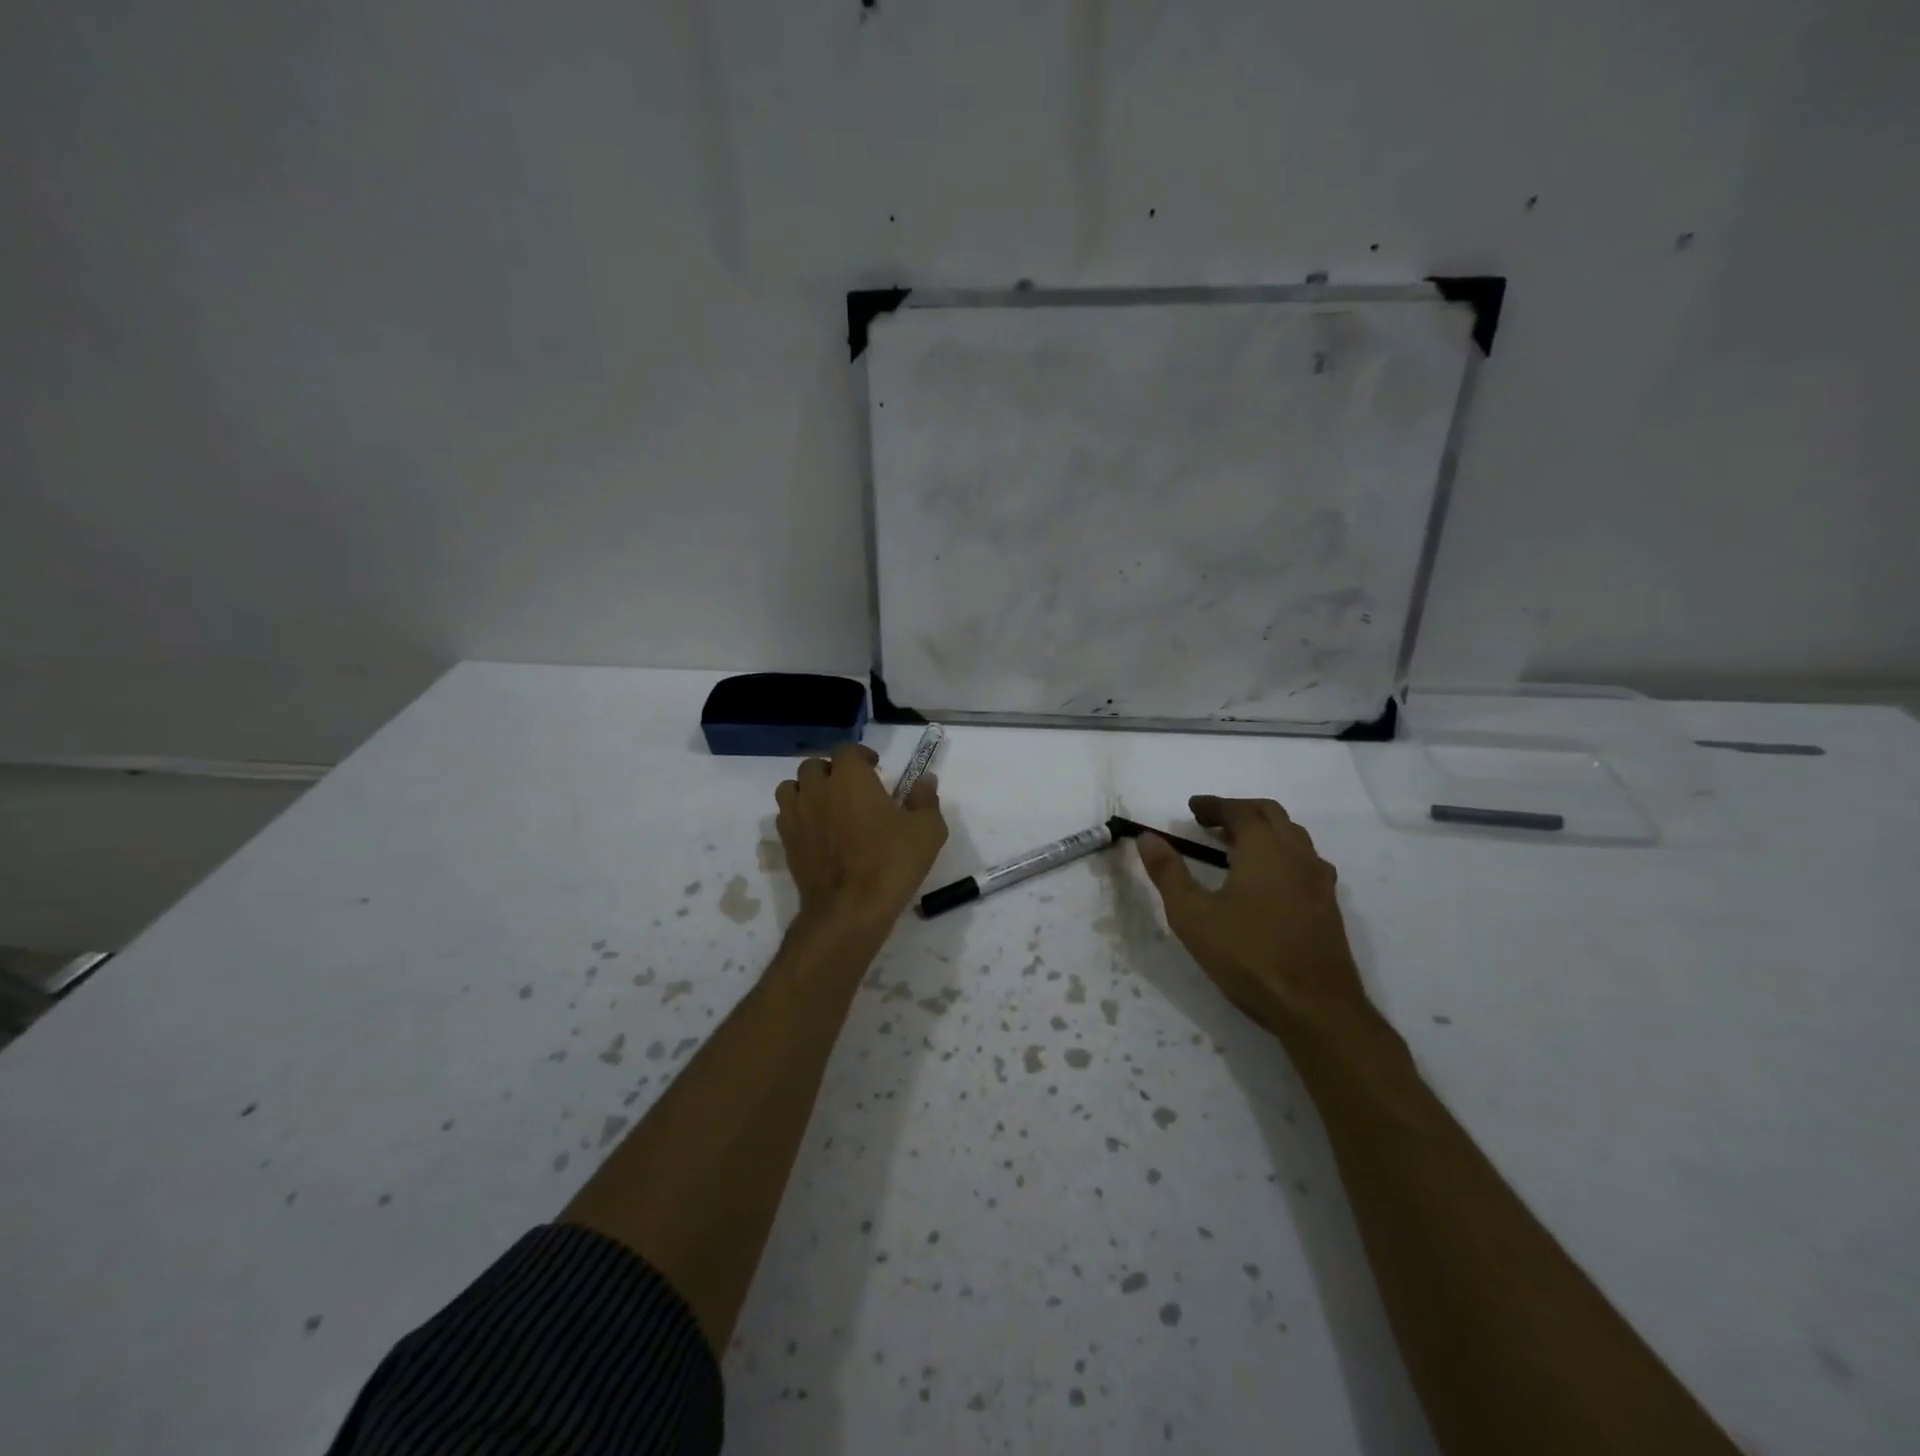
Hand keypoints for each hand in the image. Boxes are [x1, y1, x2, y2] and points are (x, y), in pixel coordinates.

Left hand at [775, 743, 947, 928]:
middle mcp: (818, 789)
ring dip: (807, 790)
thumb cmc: (891, 862)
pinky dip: (798, 816)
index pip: (847, 750)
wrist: (850, 909)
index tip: (875, 768)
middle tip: (851, 788)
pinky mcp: (787, 842)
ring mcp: (797, 815)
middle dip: (831, 771)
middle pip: (814, 766)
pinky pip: (785, 816)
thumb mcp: (927, 830)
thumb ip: (925, 799)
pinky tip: (816, 832)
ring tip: (826, 805)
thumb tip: (925, 780)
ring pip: (791, 788)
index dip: (860, 755)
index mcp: (850, 777)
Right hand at [1135, 796, 1368, 1032]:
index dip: (1214, 805)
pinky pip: (1305, 861)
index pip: (1239, 811)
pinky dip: (1281, 853)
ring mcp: (1319, 880)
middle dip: (1239, 811)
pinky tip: (1267, 880)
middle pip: (1271, 814)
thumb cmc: (1247, 955)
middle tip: (1211, 822)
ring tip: (1236, 847)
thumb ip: (1168, 872)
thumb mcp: (1192, 915)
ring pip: (1293, 836)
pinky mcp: (1329, 905)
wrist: (1315, 1006)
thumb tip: (1147, 837)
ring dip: (1264, 830)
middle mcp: (1297, 854)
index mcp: (1264, 849)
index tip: (1193, 807)